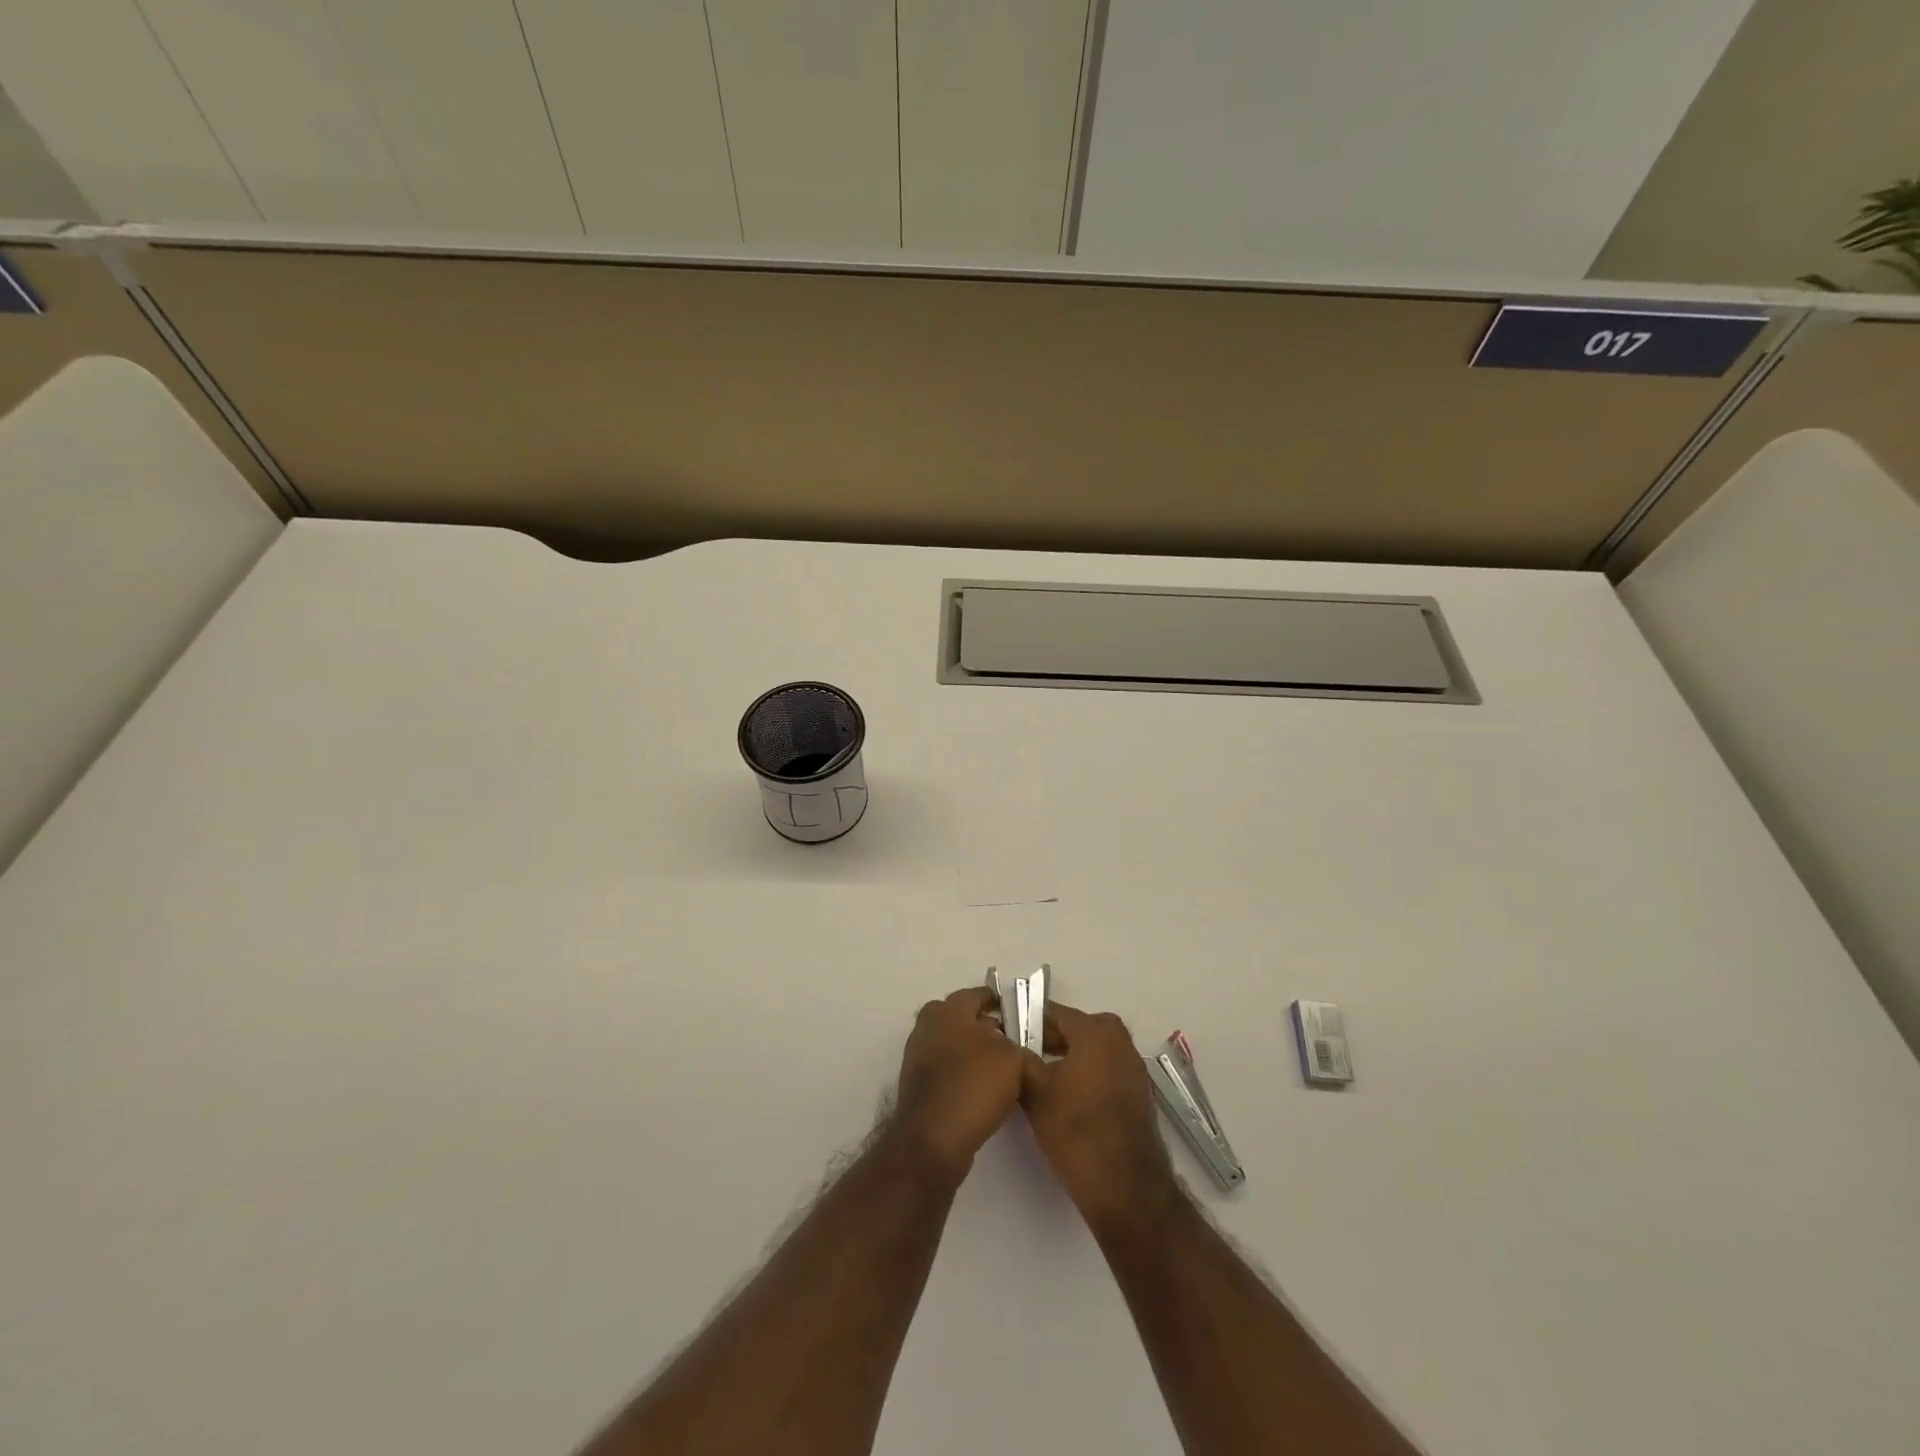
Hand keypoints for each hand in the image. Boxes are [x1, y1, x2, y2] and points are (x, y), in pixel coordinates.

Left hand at [889, 987, 1028, 1183]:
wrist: (932, 1139)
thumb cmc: (973, 1085)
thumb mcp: (1013, 1059)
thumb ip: (1019, 1046)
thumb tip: (1012, 1050)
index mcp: (947, 1010)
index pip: (978, 995)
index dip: (1001, 1003)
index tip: (1021, 1014)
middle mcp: (928, 1026)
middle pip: (964, 1021)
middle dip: (989, 1029)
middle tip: (1015, 1044)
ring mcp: (919, 1058)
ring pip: (956, 1047)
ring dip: (977, 1055)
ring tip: (1005, 1073)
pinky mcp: (918, 1087)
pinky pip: (948, 1072)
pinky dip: (965, 1076)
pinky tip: (986, 1094)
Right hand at [1020, 1001, 1177, 1234]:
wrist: (1126, 1188)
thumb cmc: (1077, 1132)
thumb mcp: (1036, 1093)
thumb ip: (1020, 1060)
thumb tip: (1010, 1045)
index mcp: (1096, 1033)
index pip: (1056, 1013)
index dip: (1029, 1020)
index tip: (1008, 1031)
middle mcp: (1120, 1042)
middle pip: (1078, 1028)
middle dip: (1051, 1037)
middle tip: (1024, 1053)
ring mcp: (1134, 1069)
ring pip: (1094, 1050)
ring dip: (1070, 1056)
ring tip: (1042, 1076)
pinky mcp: (1139, 1094)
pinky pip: (1107, 1069)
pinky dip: (1088, 1074)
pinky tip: (1067, 1097)